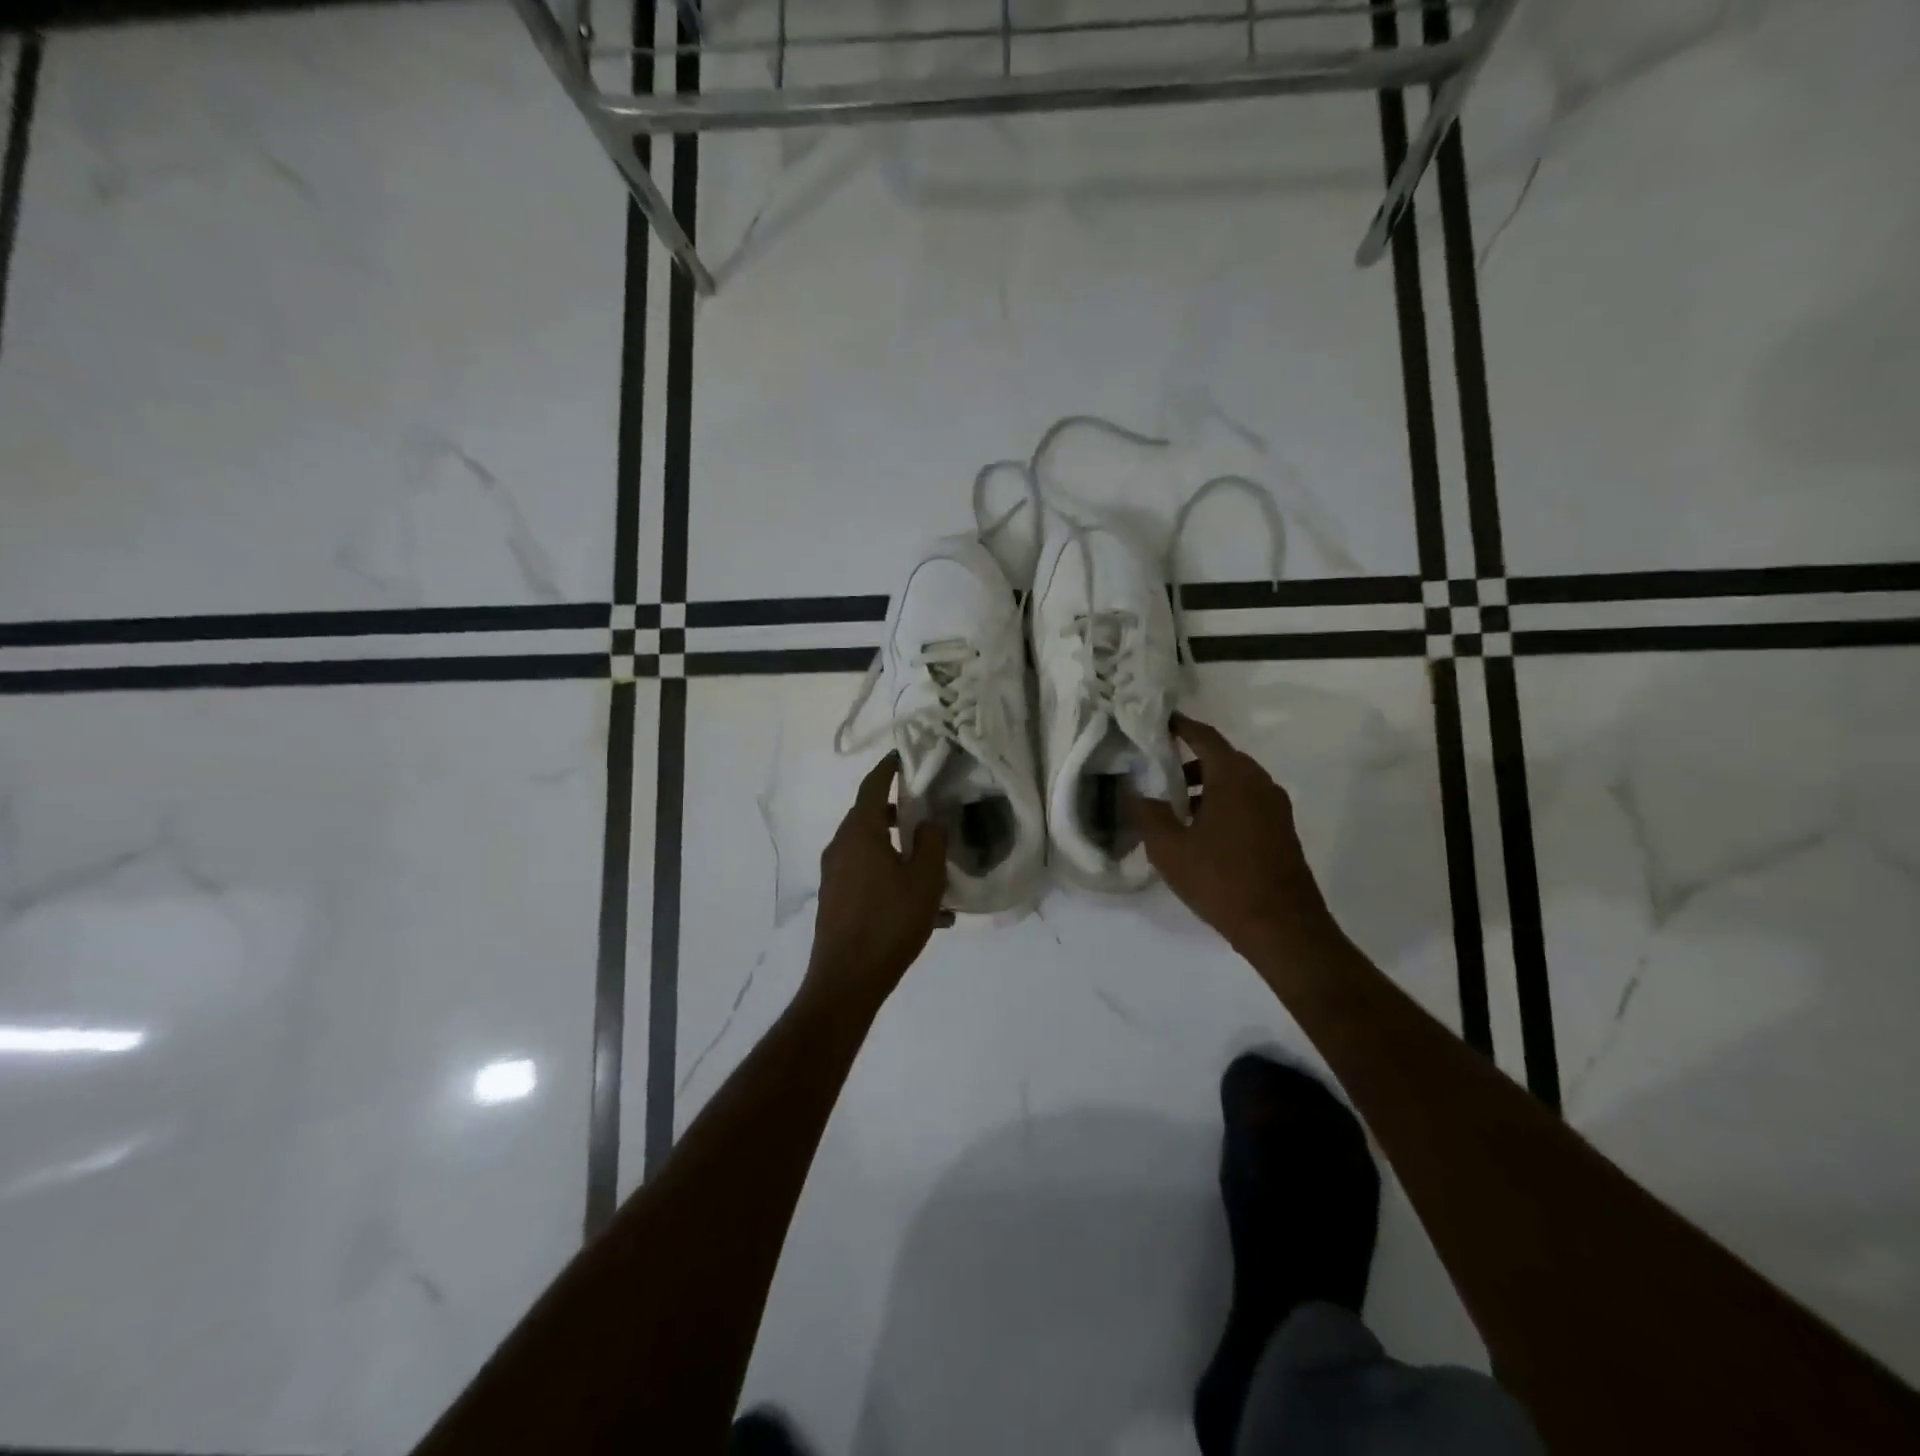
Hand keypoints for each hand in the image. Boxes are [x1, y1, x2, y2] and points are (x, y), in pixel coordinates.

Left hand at [806, 753, 949, 1006]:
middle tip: (925, 811)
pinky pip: (867, 876)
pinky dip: (890, 877)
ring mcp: (834, 875)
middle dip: (897, 812)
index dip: (888, 769)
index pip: (872, 787)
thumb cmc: (889, 923)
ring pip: (870, 849)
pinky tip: (923, 909)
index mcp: (860, 833)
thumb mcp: (925, 880)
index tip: (902, 756)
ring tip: (931, 867)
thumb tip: (928, 823)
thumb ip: (932, 843)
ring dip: (898, 850)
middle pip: (869, 817)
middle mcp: (841, 847)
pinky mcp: (836, 899)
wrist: (847, 980)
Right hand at [1128, 714, 1338, 958]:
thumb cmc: (1221, 880)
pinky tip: (1200, 833)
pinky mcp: (1280, 832)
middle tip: (1155, 770)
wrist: (1283, 927)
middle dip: (1187, 761)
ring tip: (1173, 809)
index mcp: (1234, 776)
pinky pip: (1246, 803)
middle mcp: (1259, 783)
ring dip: (1204, 787)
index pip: (1204, 737)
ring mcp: (1275, 808)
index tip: (1158, 721)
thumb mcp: (1170, 848)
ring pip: (1234, 783)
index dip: (1180, 726)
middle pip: (1220, 759)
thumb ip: (1148, 814)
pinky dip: (1221, 804)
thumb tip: (1134, 792)